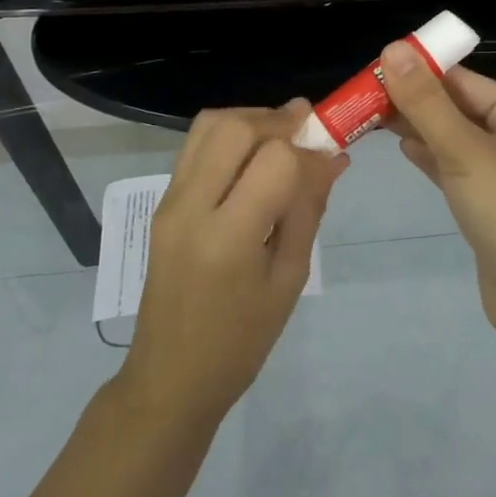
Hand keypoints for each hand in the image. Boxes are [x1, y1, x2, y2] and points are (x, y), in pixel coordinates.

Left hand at [120, 101, 346, 424]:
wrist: (170, 377)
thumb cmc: (241, 341)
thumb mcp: (289, 279)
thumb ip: (308, 211)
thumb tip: (332, 159)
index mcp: (228, 237)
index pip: (274, 161)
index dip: (309, 152)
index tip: (330, 159)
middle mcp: (191, 208)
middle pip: (234, 128)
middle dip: (278, 119)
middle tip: (309, 127)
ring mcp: (169, 202)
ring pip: (208, 127)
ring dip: (251, 120)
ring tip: (282, 136)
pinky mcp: (162, 204)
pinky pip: (196, 148)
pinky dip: (230, 137)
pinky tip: (254, 157)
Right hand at [379, 45, 495, 334]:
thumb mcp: (465, 151)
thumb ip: (426, 103)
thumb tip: (394, 49)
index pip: (465, 81)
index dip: (421, 71)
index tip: (376, 67)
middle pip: (459, 108)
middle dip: (415, 101)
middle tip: (364, 94)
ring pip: (455, 140)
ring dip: (419, 128)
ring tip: (372, 116)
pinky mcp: (491, 204)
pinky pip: (456, 169)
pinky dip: (431, 157)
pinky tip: (403, 148)